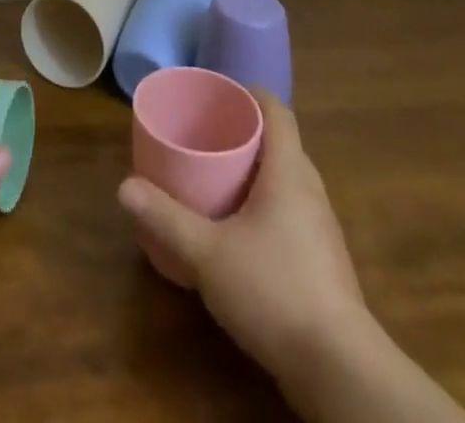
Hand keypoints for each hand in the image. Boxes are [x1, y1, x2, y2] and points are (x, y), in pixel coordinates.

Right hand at [117, 93, 372, 410]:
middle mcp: (311, 190)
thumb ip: (166, 218)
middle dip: (246, 133)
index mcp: (289, 171)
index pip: (277, 111)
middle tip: (206, 134)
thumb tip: (124, 186)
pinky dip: (266, 207)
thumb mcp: (207, 253)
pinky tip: (241, 232)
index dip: (251, 94)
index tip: (220, 93)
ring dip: (256, 173)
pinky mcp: (324, 264)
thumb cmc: (274, 290)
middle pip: (280, 143)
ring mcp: (322, 229)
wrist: (340, 370)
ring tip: (218, 179)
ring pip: (287, 181)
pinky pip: (292, 214)